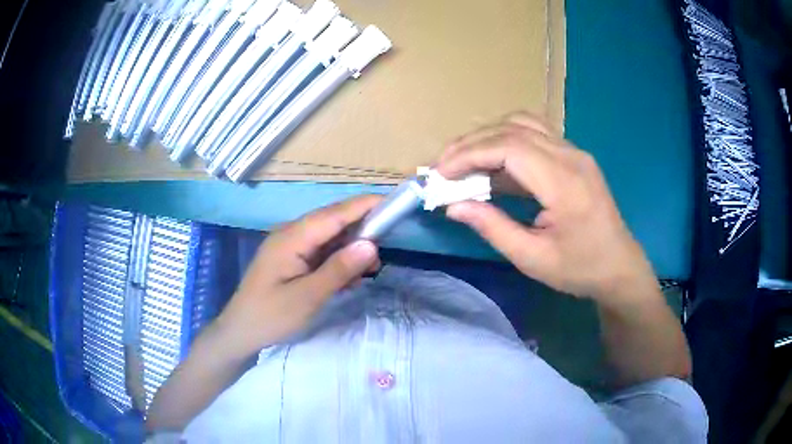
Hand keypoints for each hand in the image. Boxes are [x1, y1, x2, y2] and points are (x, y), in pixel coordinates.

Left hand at [215, 195, 381, 355]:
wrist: (240, 332)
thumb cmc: (270, 316)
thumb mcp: (307, 297)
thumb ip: (339, 270)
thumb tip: (371, 245)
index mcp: (292, 238)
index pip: (334, 214)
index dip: (363, 205)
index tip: (392, 201)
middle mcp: (291, 234)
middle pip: (332, 221)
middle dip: (361, 227)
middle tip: (388, 242)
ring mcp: (290, 247)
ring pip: (328, 237)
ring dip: (351, 247)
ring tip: (371, 267)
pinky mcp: (292, 259)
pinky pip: (321, 252)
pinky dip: (338, 260)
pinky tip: (350, 277)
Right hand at [437, 112, 656, 303]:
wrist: (620, 267)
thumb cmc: (580, 269)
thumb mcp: (532, 258)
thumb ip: (492, 228)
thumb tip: (454, 206)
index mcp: (564, 183)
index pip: (509, 148)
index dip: (470, 154)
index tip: (441, 173)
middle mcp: (571, 156)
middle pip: (513, 129)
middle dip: (472, 143)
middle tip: (444, 166)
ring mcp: (575, 152)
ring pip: (524, 124)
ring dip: (489, 136)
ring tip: (464, 160)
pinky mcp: (574, 156)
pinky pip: (536, 135)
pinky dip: (507, 141)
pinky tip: (494, 163)